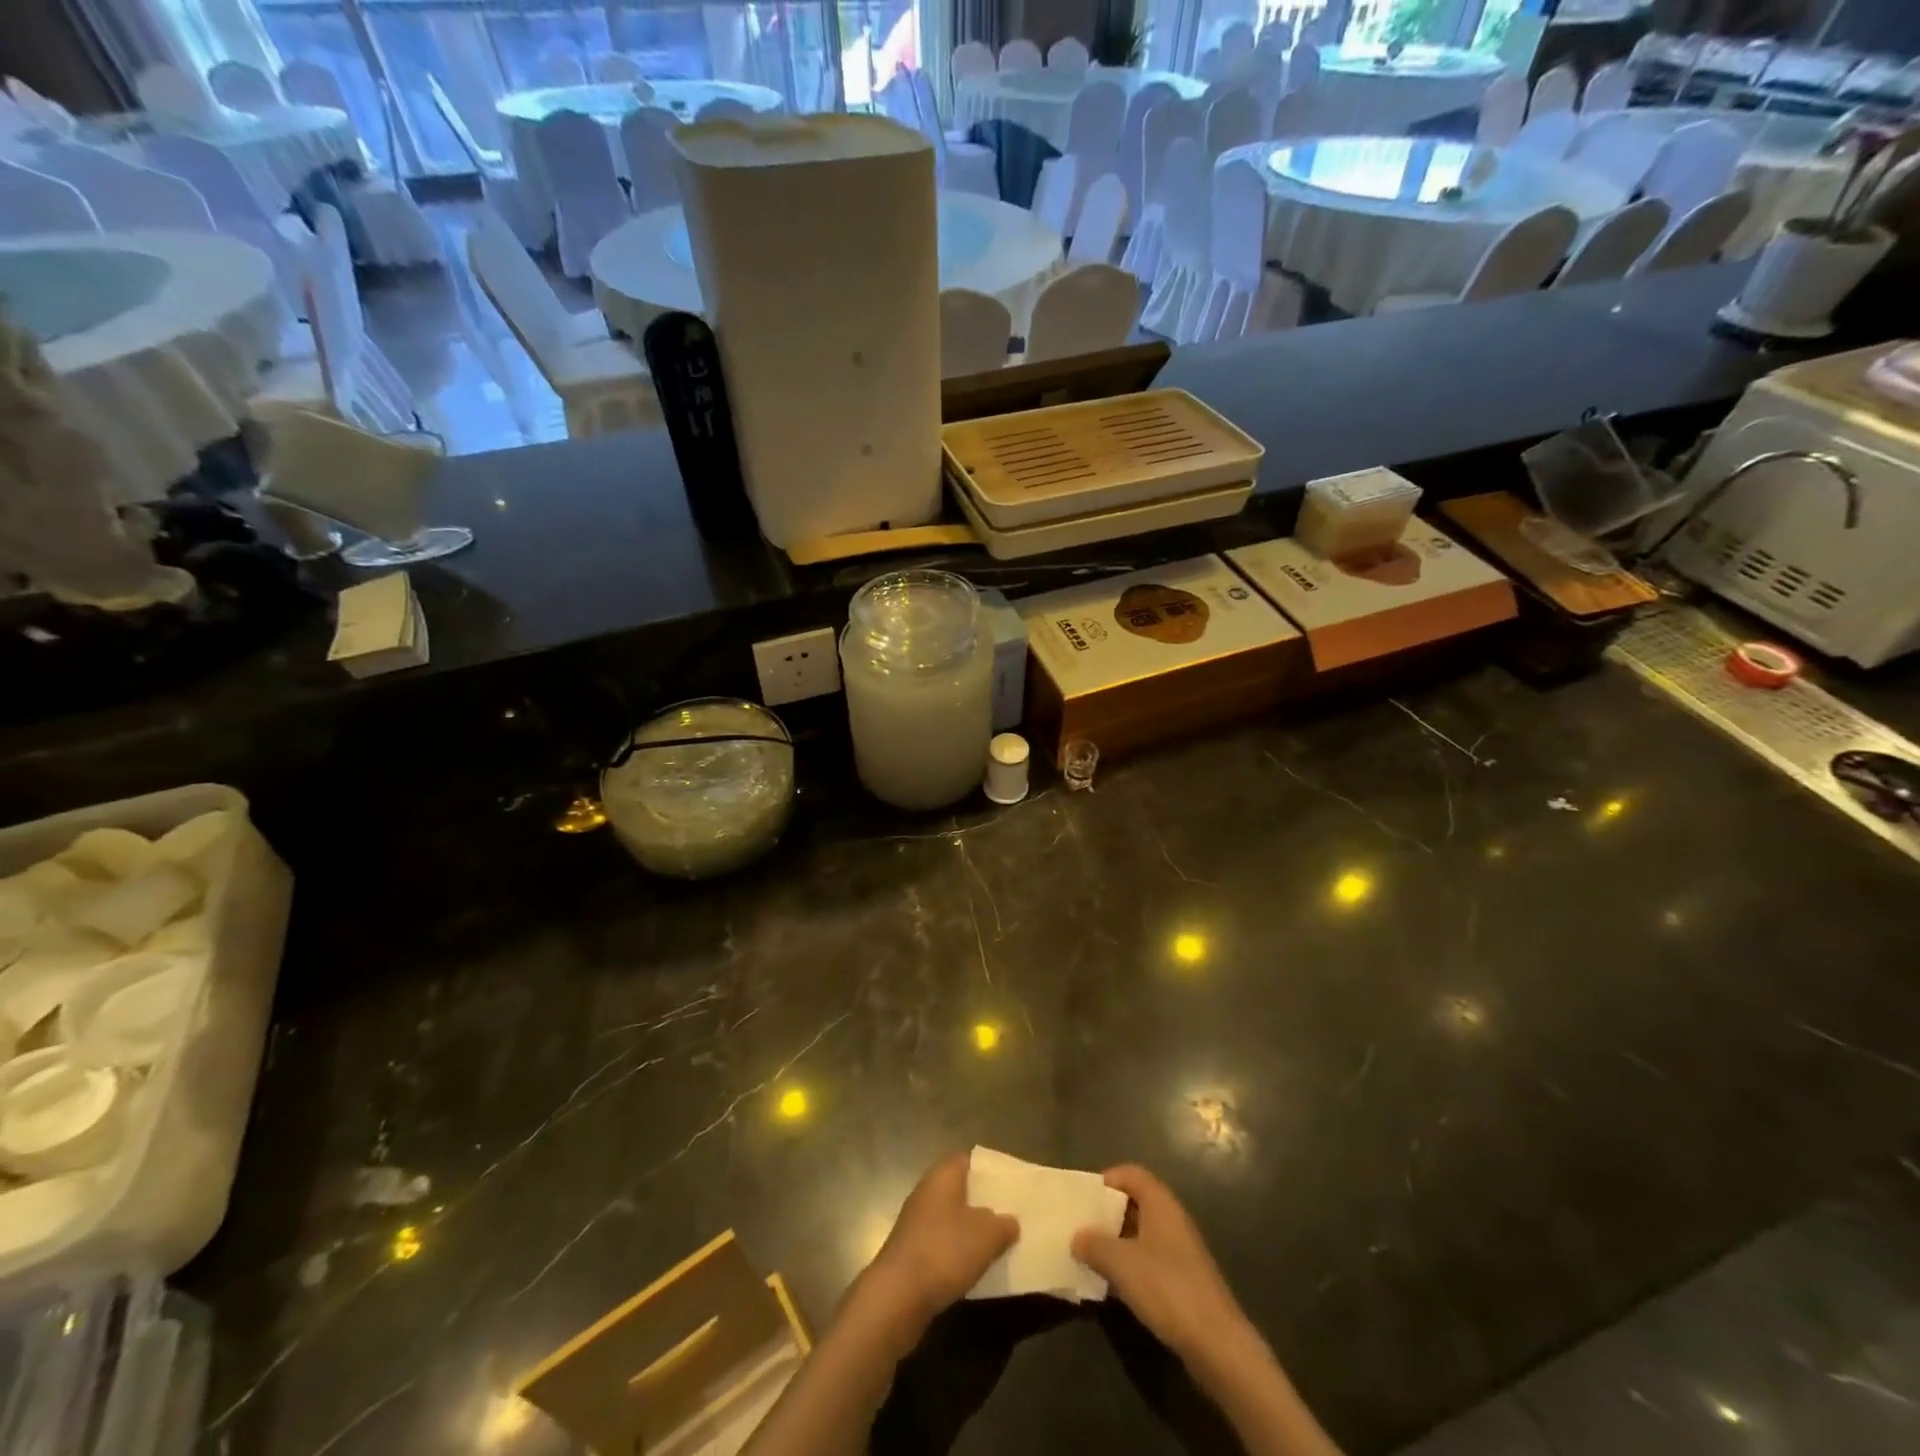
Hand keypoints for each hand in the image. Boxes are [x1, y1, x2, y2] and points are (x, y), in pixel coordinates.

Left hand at [854, 1153, 1017, 1347]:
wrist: (897, 1297)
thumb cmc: (944, 1251)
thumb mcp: (986, 1236)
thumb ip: (1003, 1224)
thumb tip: (1010, 1221)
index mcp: (942, 1176)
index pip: (968, 1160)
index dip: (989, 1170)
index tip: (1010, 1184)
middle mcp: (927, 1193)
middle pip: (960, 1190)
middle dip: (983, 1202)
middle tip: (1011, 1214)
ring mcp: (916, 1224)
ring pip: (952, 1219)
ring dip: (972, 1231)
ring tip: (1000, 1243)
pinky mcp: (912, 1253)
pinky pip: (943, 1244)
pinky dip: (959, 1252)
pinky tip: (976, 1268)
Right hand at [1071, 1164, 1248, 1366]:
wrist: (1217, 1344)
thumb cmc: (1167, 1288)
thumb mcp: (1121, 1263)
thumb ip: (1094, 1244)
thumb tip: (1077, 1237)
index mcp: (1160, 1203)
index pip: (1131, 1173)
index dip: (1106, 1180)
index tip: (1083, 1199)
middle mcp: (1172, 1218)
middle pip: (1135, 1201)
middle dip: (1107, 1213)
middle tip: (1081, 1228)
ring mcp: (1180, 1250)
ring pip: (1141, 1232)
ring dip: (1116, 1241)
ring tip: (1089, 1256)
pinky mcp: (1183, 1279)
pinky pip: (1150, 1258)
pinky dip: (1130, 1264)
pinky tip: (1113, 1284)